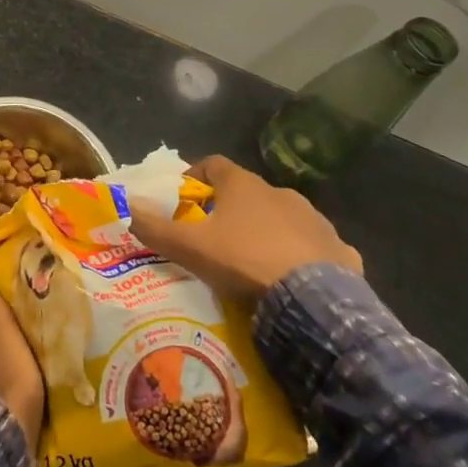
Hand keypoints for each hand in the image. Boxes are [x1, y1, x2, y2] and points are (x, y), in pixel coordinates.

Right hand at [129, 154, 361, 302]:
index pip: (213, 164)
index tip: (185, 198)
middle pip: (249, 193)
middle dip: (232, 210)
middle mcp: (281, 193)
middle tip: (217, 237)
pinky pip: (316, 247)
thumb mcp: (190, 247)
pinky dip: (303, 257)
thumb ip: (155, 227)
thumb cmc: (245, 262)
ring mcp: (316, 220)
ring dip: (269, 232)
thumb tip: (126, 207)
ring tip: (256, 262)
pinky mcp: (341, 250)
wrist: (314, 302)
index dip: (195, 177)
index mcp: (244, 186)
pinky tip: (295, 281)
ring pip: (284, 218)